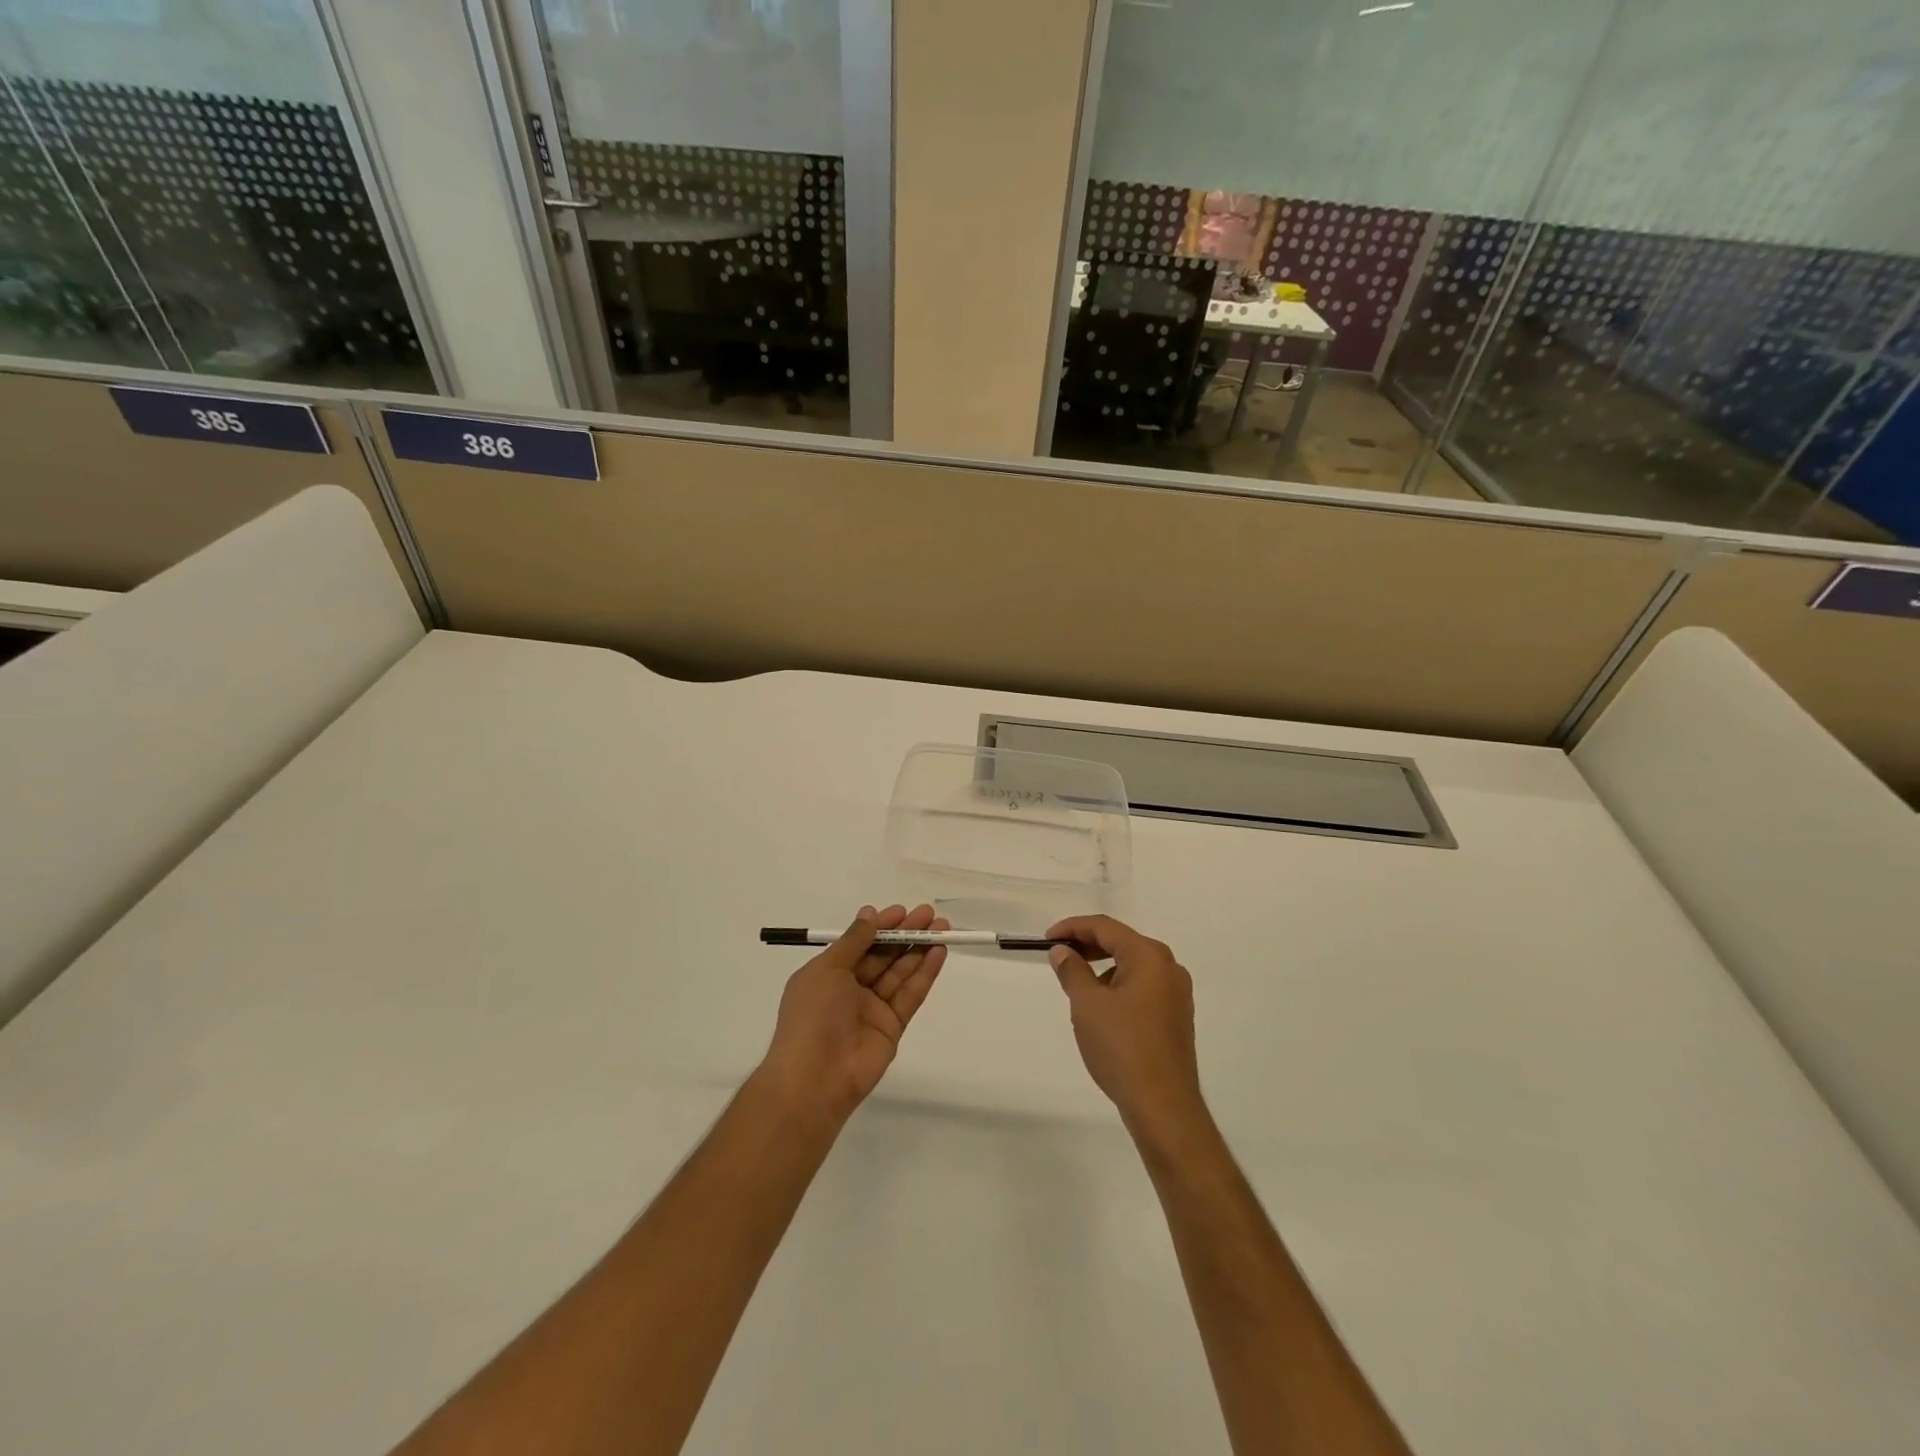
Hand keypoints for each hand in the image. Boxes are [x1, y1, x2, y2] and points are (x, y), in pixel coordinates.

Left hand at [758, 904, 947, 1128]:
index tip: (902, 911)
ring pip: (900, 972)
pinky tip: (939, 953)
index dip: (880, 926)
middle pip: (883, 955)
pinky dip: (925, 974)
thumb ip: (854, 941)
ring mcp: (872, 1009)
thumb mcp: (827, 970)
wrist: (815, 1077)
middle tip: (929, 914)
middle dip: (905, 933)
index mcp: (828, 974)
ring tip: (942, 928)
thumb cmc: (812, 1015)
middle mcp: (850, 989)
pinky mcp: (892, 1027)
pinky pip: (910, 995)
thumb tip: (869, 914)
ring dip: (920, 948)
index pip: (859, 943)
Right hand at [1047, 915, 1203, 1137]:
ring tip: (1077, 985)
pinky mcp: (1176, 1017)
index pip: (1105, 927)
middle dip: (1087, 946)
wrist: (1163, 1105)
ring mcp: (1177, 994)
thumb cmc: (1122, 1047)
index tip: (1046, 939)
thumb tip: (1062, 952)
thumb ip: (1072, 971)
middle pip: (1122, 942)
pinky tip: (1101, 1008)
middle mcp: (1169, 967)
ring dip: (1102, 967)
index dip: (1072, 927)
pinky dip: (1118, 986)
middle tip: (1058, 957)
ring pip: (1132, 966)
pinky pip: (1142, 987)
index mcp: (1149, 956)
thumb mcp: (1087, 1005)